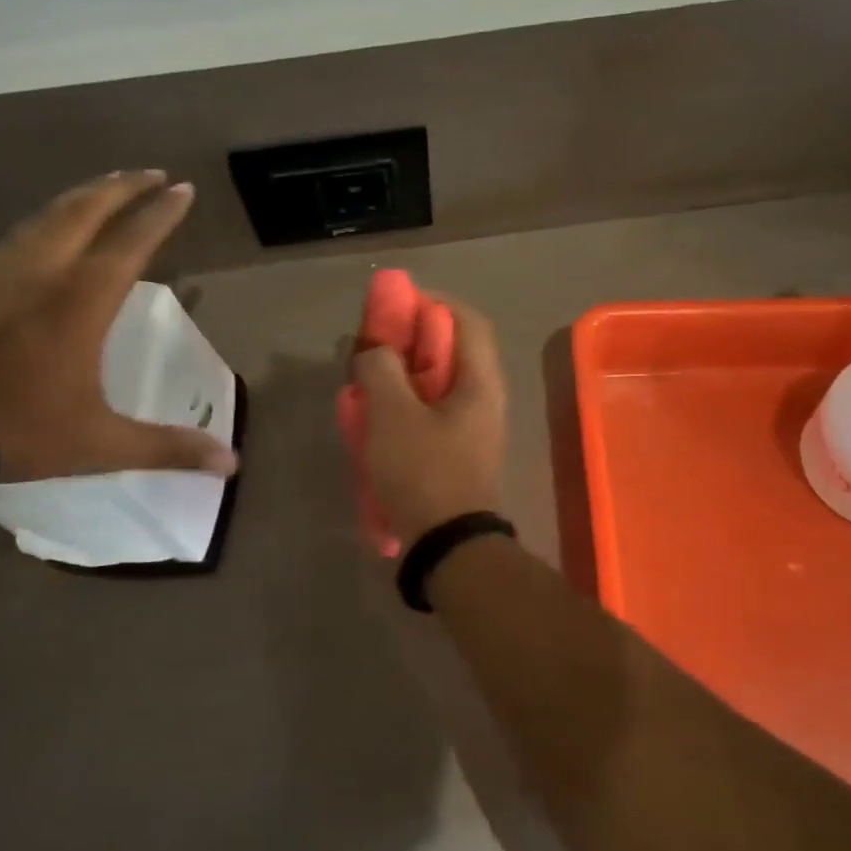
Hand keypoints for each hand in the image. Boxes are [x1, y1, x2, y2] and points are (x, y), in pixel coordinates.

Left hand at [0, 171, 237, 482]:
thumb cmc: (16, 428)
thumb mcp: (100, 443)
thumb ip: (167, 447)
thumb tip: (232, 463)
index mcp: (80, 302)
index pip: (130, 242)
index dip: (160, 214)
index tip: (183, 188)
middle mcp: (41, 272)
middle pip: (85, 210)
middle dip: (123, 187)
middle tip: (151, 172)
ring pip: (46, 215)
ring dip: (83, 196)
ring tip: (106, 187)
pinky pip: (17, 234)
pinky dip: (45, 219)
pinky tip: (45, 230)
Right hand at [350, 295, 506, 545]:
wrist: (448, 546)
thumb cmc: (424, 471)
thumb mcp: (392, 413)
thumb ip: (381, 368)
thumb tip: (375, 350)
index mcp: (480, 381)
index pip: (466, 320)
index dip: (432, 304)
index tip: (395, 308)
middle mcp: (484, 400)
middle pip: (450, 352)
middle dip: (408, 344)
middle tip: (373, 350)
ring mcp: (473, 430)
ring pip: (436, 386)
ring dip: (401, 379)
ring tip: (366, 386)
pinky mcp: (458, 454)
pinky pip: (430, 416)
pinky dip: (404, 409)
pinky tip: (375, 423)